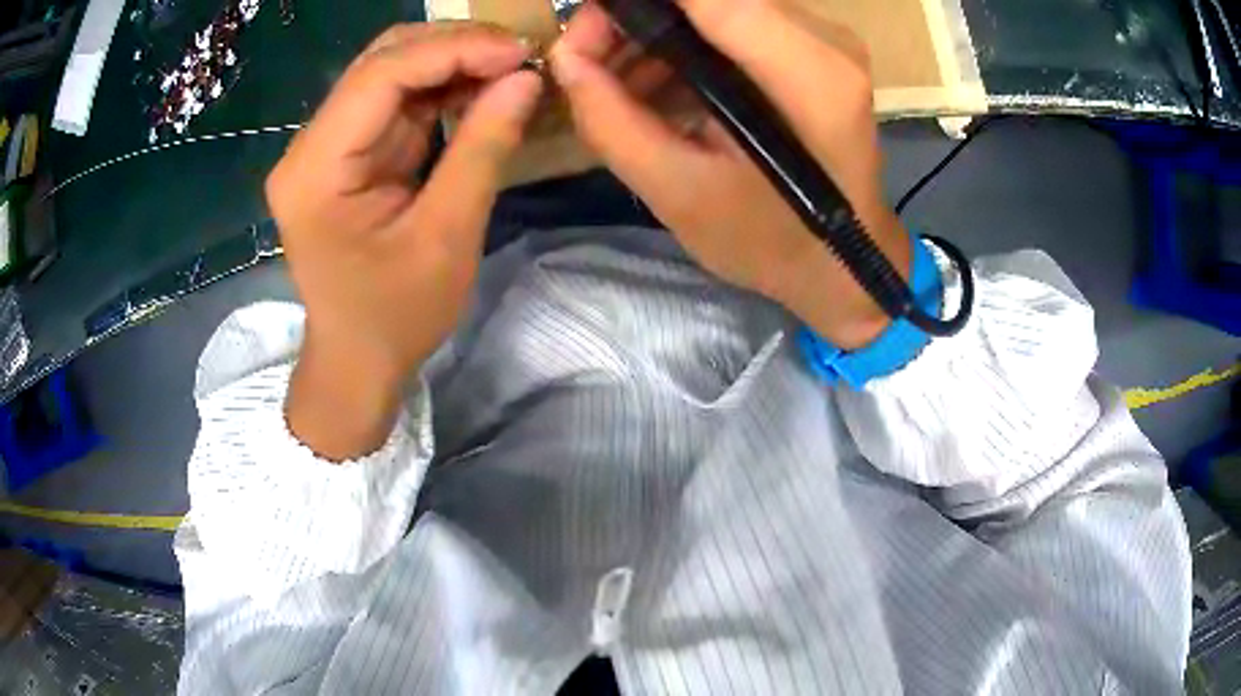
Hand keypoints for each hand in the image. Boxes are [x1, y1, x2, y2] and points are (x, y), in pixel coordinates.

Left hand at [266, 23, 542, 459]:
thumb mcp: (446, 237)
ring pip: (389, 73)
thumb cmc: (395, 317)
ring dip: (450, 62)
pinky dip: (441, 89)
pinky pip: (394, 102)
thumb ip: (483, 148)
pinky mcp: (346, 154)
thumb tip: (526, 79)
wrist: (357, 361)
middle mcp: (310, 147)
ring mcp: (325, 147)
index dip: (453, 50)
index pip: (380, 77)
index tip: (519, 50)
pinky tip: (481, 88)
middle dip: (453, 47)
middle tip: (519, 53)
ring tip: (509, 66)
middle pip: (379, 63)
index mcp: (315, 170)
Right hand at [550, 0, 908, 348]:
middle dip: (635, 16)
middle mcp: (825, 41)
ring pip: (716, 5)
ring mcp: (823, 40)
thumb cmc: (768, 242)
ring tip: (615, 83)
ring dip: (654, 32)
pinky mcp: (813, 48)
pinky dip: (684, 44)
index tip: (583, 29)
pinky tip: (654, 85)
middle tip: (586, 59)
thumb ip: (612, 122)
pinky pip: (732, 22)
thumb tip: (565, 57)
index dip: (634, 3)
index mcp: (807, 78)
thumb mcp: (678, 194)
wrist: (840, 263)